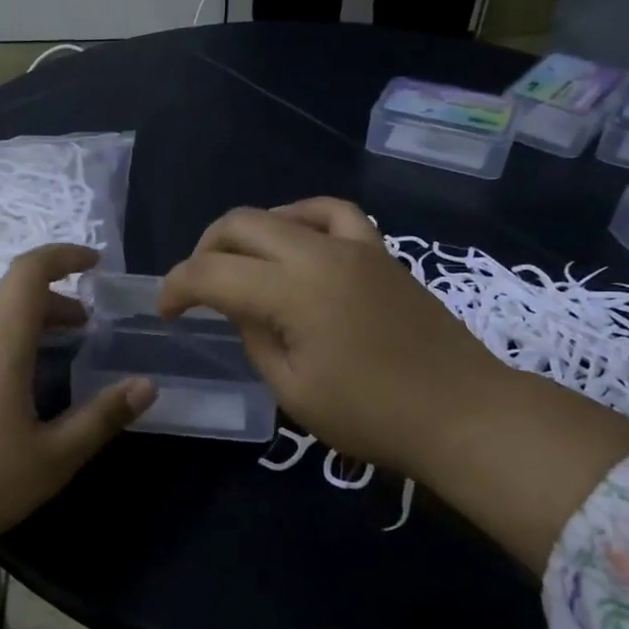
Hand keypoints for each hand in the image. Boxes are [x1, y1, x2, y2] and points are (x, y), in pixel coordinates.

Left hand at [0, 243, 157, 559]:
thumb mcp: (52, 460)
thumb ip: (101, 418)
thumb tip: (146, 384)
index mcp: (0, 346)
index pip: (29, 274)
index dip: (62, 257)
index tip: (91, 264)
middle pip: (8, 298)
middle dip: (48, 304)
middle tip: (76, 330)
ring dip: (5, 317)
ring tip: (28, 342)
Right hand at [158, 198, 505, 473]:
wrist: (463, 413)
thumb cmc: (373, 415)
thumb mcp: (293, 390)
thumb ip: (255, 339)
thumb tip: (242, 309)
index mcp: (291, 292)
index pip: (211, 273)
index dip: (176, 288)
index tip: (165, 312)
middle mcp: (318, 254)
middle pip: (240, 225)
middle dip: (204, 251)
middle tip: (196, 288)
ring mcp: (355, 246)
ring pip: (282, 213)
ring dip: (247, 232)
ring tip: (240, 263)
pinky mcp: (380, 251)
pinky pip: (334, 213)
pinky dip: (302, 218)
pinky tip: (296, 240)